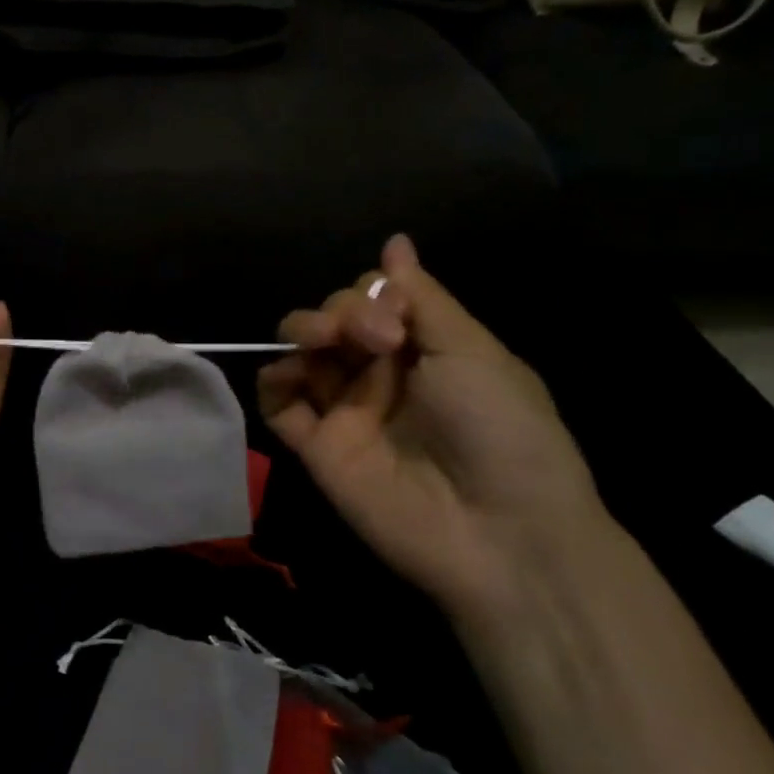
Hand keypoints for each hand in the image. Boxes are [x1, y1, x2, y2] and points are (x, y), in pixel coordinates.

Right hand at [259, 235, 613, 624]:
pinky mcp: (315, 446)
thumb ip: (422, 297)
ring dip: (302, 332)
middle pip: (333, 318)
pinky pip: (277, 402)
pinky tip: (287, 374)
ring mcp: (344, 410)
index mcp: (423, 348)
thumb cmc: (501, 429)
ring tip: (319, 345)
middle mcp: (380, 374)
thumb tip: (394, 242)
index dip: (371, 295)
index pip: (373, 299)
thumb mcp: (471, 350)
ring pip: (301, 352)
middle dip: (339, 311)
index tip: (394, 320)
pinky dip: (272, 381)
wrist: (498, 531)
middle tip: (370, 338)